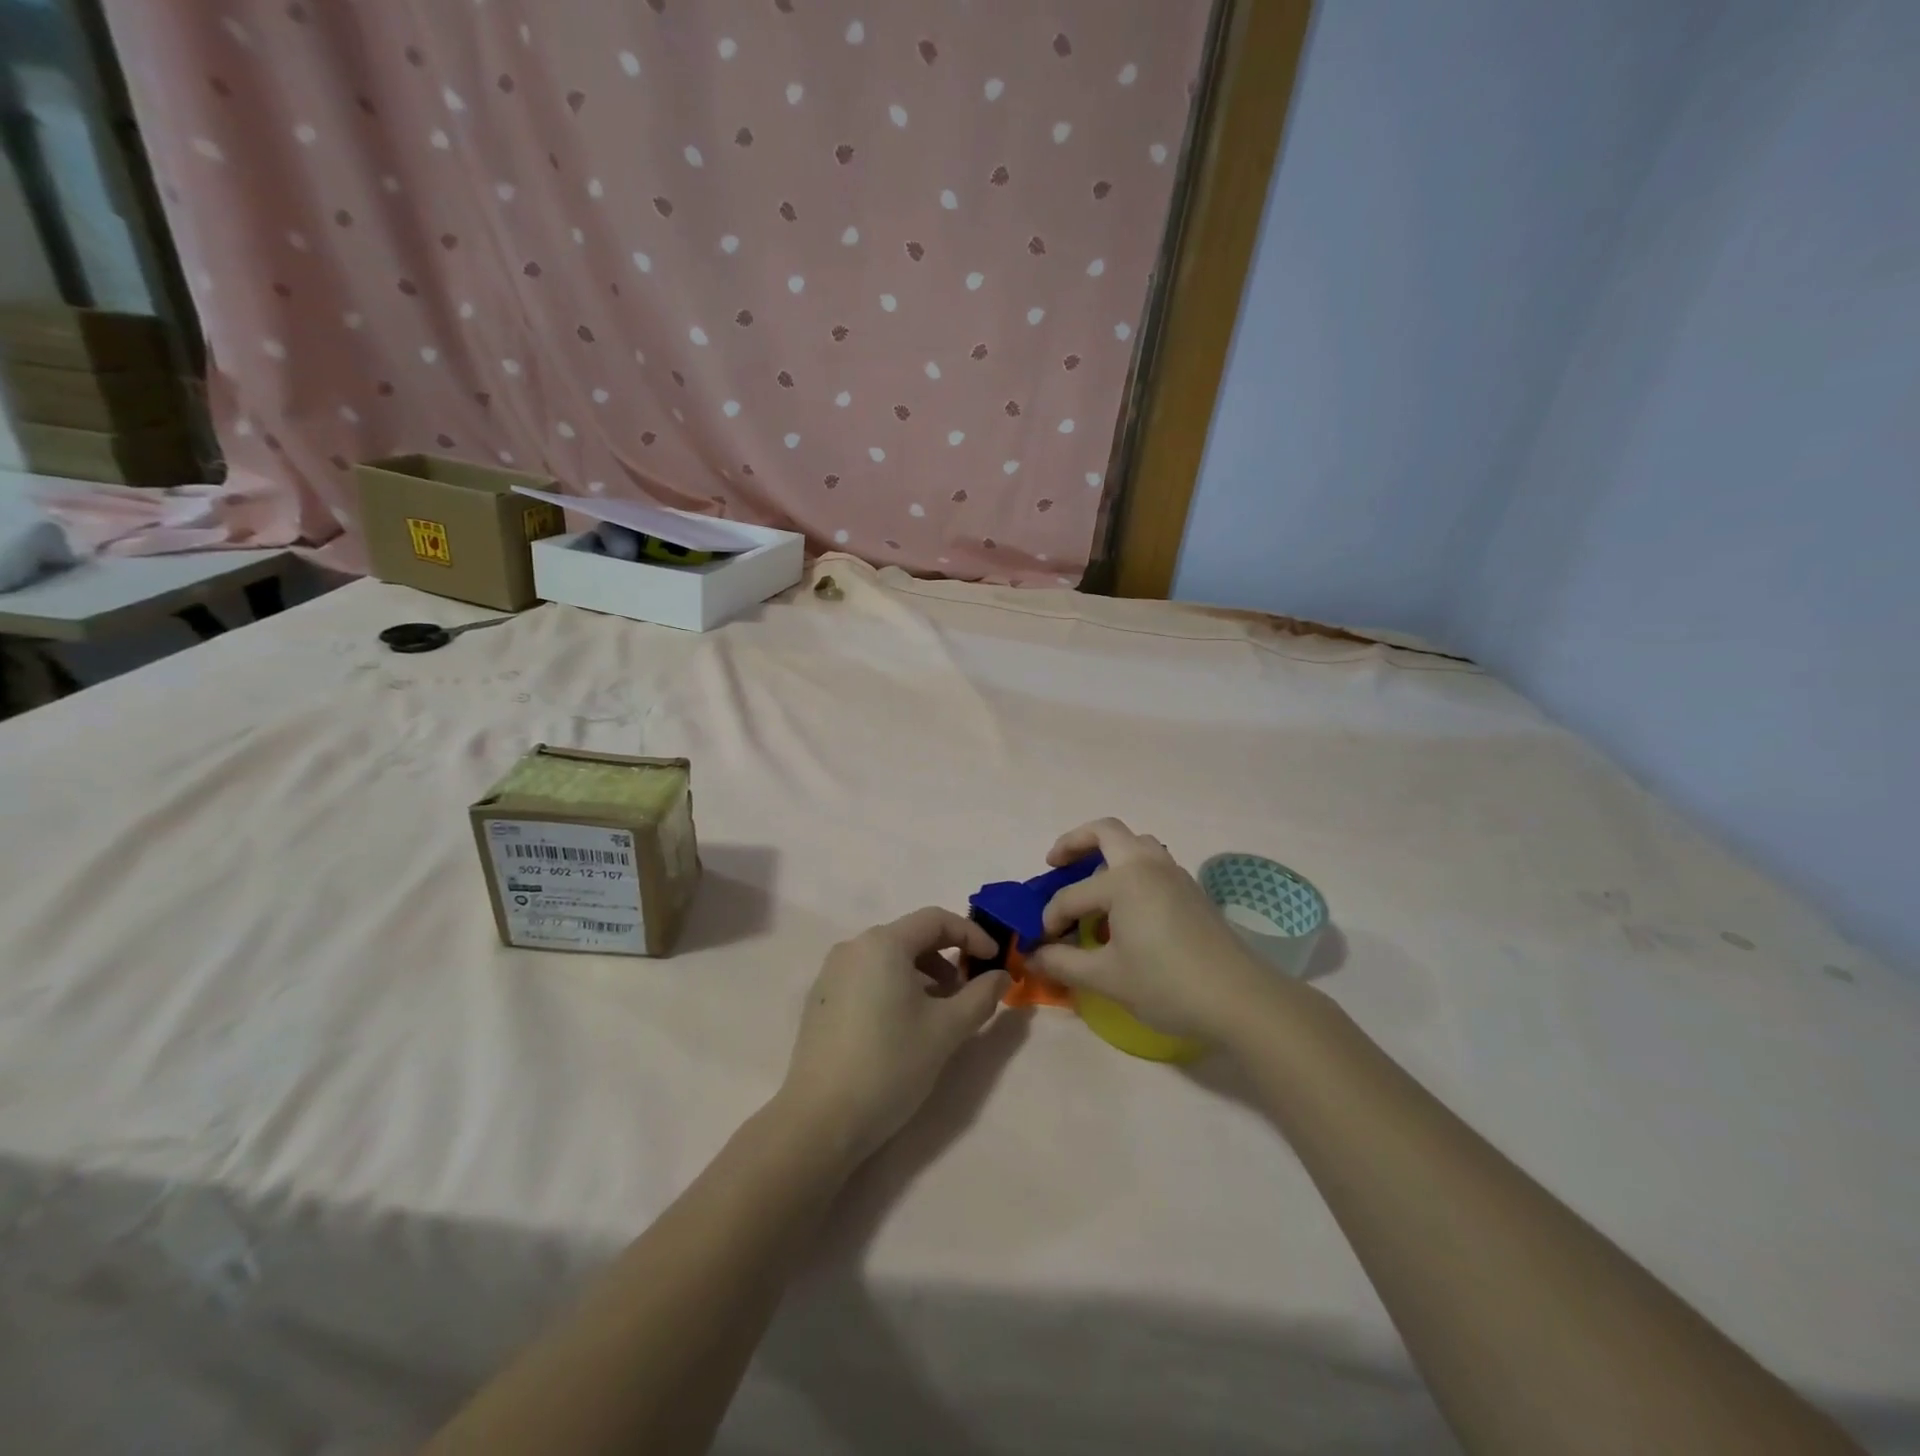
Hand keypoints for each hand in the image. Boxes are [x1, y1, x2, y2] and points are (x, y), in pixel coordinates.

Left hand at [777, 908, 1008, 1163]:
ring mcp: (832, 973)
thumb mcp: (946, 1030)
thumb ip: (980, 996)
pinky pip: (867, 976)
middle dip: (948, 956)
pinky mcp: (822, 1000)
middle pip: (911, 936)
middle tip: (970, 989)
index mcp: (883, 943)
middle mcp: (853, 947)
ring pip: (889, 957)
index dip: (972, 934)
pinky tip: (904, 1024)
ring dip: (923, 973)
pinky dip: (895, 986)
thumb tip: (1001, 976)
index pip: (936, 920)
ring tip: (941, 1010)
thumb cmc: (890, 1065)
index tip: (995, 961)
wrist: (820, 1120)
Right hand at [1026, 818, 1278, 1041]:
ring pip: (1135, 843)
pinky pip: (1152, 863)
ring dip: (1107, 852)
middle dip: (1073, 843)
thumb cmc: (1167, 985)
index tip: (1041, 945)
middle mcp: (1147, 864)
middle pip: (1105, 832)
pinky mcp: (1191, 890)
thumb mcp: (1106, 978)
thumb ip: (1063, 962)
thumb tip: (1032, 957)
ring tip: (1091, 882)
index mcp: (1123, 880)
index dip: (1050, 919)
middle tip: (1054, 864)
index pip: (1070, 895)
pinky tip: (1125, 907)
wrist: (1240, 999)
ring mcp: (1174, 873)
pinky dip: (1130, 870)